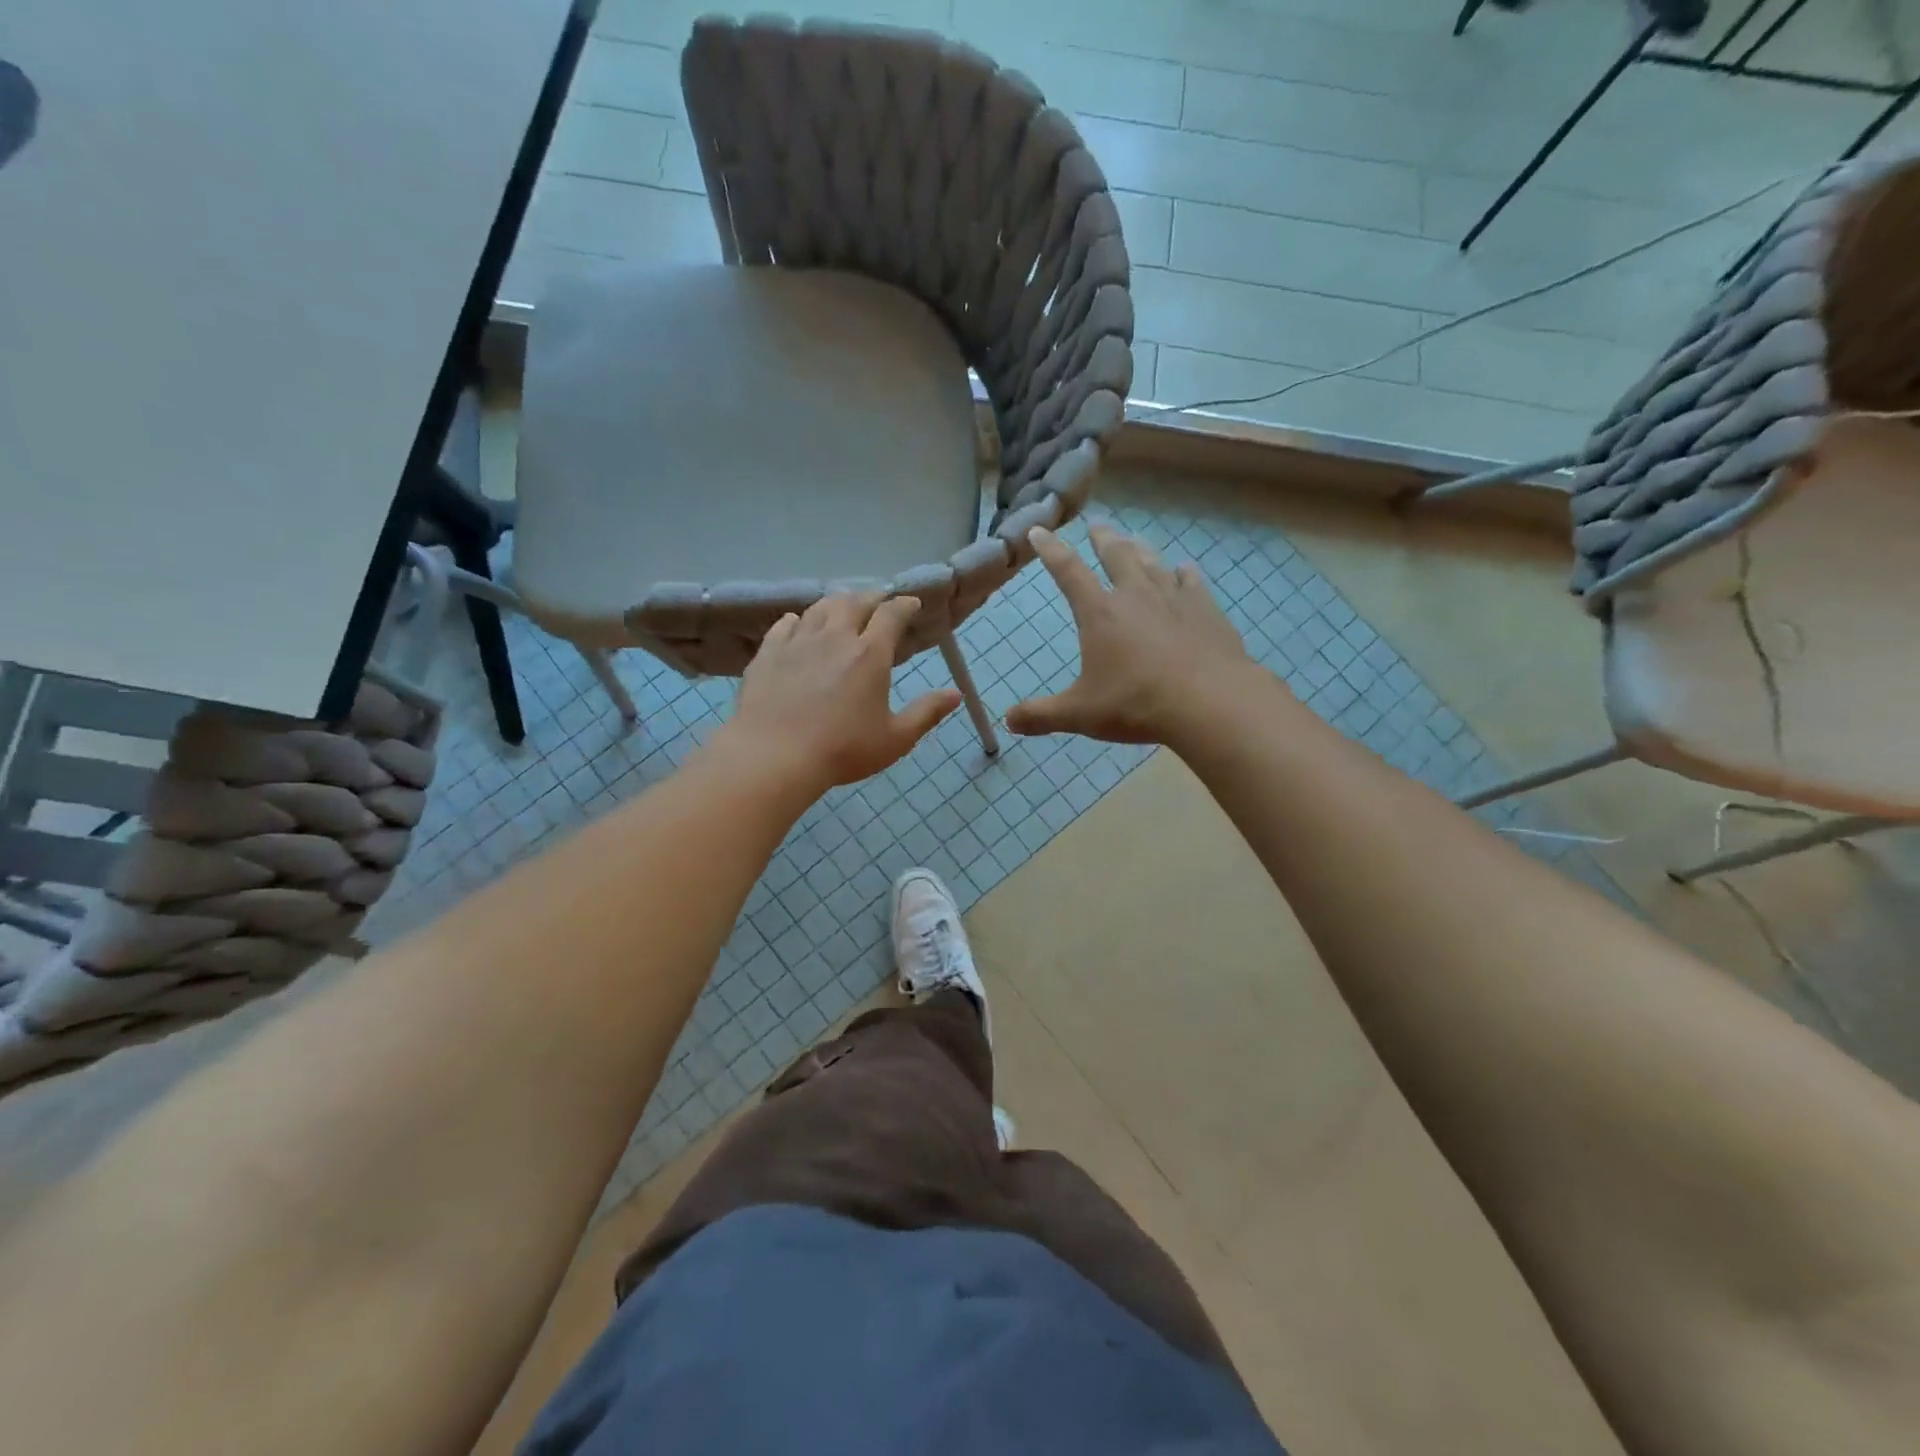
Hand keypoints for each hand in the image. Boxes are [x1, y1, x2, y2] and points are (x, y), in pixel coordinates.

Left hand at [720, 592, 960, 794]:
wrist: (774, 755)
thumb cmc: (843, 750)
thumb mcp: (895, 738)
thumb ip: (926, 713)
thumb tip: (955, 694)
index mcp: (870, 654)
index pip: (892, 614)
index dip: (904, 605)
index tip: (911, 603)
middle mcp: (835, 637)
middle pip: (855, 602)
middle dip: (872, 597)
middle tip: (879, 601)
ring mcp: (799, 641)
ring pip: (820, 608)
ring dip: (837, 602)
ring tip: (843, 606)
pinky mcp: (769, 652)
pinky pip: (786, 624)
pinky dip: (799, 619)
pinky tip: (799, 623)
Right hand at [1007, 525, 1256, 744]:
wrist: (1210, 702)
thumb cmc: (1136, 703)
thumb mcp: (1080, 714)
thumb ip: (1041, 715)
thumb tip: (1007, 720)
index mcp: (1100, 613)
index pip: (1068, 572)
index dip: (1050, 550)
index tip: (1039, 531)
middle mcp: (1135, 596)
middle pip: (1116, 556)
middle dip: (1103, 540)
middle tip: (1097, 525)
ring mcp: (1175, 600)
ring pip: (1154, 564)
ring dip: (1140, 550)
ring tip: (1134, 541)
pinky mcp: (1207, 612)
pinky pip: (1192, 583)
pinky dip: (1184, 574)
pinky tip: (1185, 570)